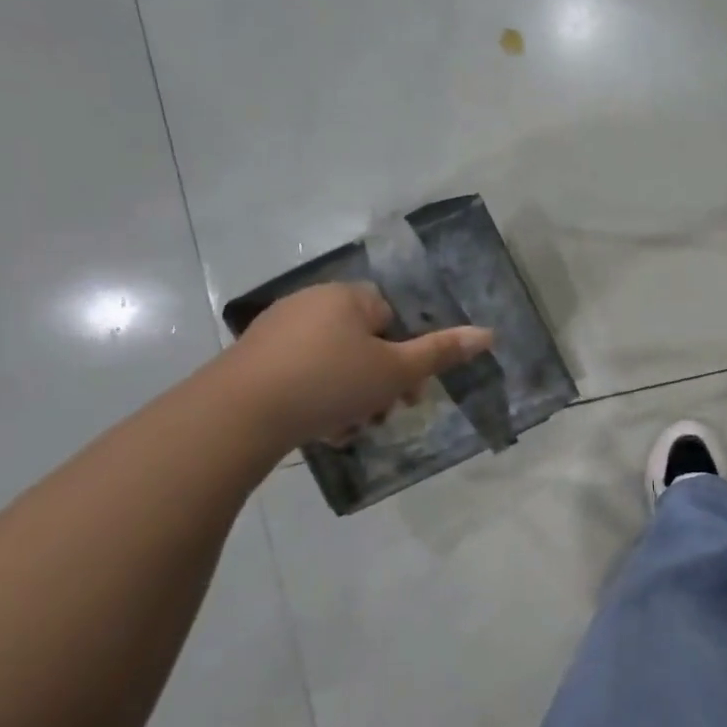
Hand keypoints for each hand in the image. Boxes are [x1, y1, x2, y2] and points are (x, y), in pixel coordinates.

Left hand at [221, 283, 494, 449]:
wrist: (237, 415)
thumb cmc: (329, 383)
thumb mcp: (396, 371)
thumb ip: (442, 352)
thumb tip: (489, 333)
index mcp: (347, 296)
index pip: (393, 317)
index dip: (407, 355)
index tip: (410, 392)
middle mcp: (311, 303)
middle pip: (365, 343)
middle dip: (380, 383)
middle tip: (383, 415)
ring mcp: (278, 331)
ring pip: (335, 364)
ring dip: (352, 397)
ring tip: (349, 430)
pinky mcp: (254, 360)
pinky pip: (303, 375)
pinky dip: (318, 399)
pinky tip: (320, 430)